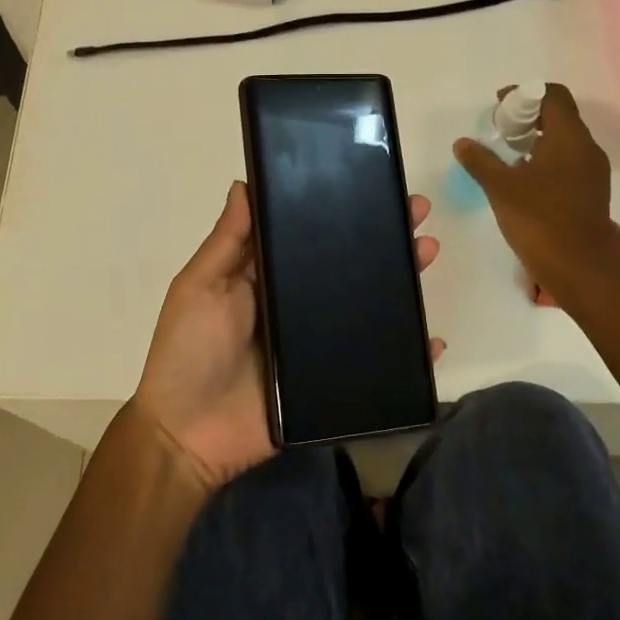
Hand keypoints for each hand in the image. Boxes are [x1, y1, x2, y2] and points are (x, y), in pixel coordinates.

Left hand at [131, 181, 441, 491]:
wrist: (187, 435)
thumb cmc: (188, 350)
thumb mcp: (200, 286)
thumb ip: (227, 241)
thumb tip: (244, 183)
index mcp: (267, 278)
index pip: (310, 236)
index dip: (340, 212)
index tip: (373, 185)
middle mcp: (297, 306)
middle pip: (347, 267)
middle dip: (382, 239)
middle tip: (417, 214)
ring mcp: (318, 344)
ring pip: (368, 308)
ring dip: (400, 282)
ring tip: (427, 252)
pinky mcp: (332, 383)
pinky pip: (375, 364)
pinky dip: (407, 354)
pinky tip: (432, 338)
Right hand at [453, 83, 619, 305]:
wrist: (581, 271)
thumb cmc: (540, 221)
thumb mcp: (500, 188)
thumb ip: (480, 160)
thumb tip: (463, 142)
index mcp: (569, 138)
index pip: (553, 95)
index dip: (525, 93)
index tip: (500, 106)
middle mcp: (587, 149)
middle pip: (560, 115)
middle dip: (528, 116)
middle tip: (500, 131)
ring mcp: (593, 172)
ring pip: (565, 140)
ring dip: (537, 138)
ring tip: (507, 155)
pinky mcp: (592, 192)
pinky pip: (568, 161)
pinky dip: (546, 158)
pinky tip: (524, 179)